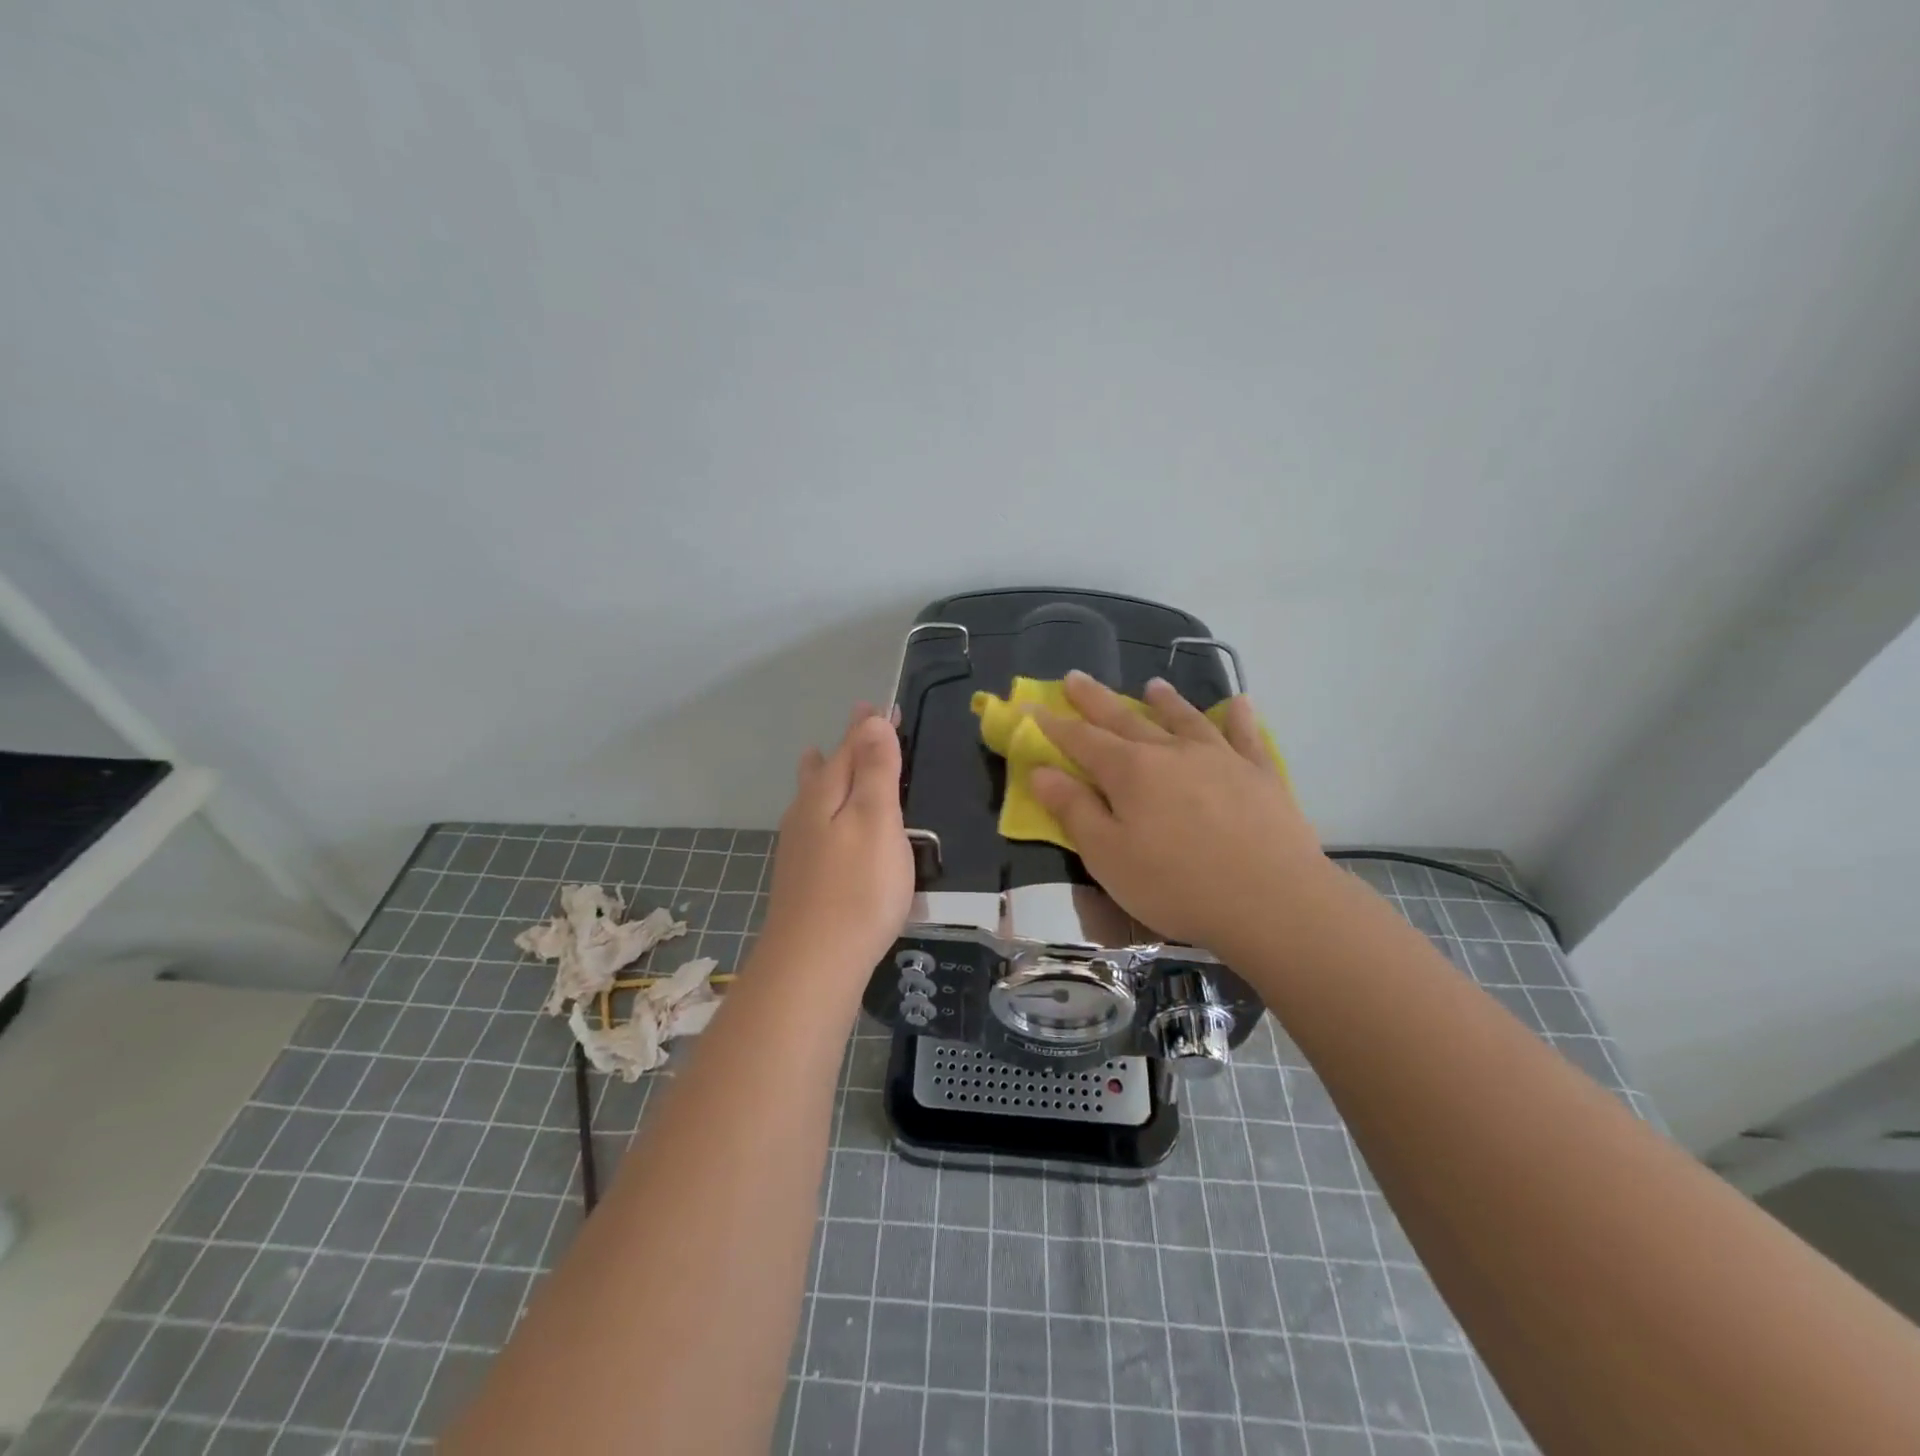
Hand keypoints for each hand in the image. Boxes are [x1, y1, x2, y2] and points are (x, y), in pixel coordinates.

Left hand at [761, 704, 914, 974]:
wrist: (813, 963)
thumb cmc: (858, 889)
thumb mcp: (877, 821)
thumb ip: (876, 771)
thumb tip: (871, 721)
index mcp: (827, 794)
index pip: (850, 747)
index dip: (868, 727)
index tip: (881, 706)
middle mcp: (806, 813)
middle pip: (826, 768)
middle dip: (844, 746)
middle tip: (858, 724)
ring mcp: (799, 847)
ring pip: (812, 796)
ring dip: (823, 773)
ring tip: (817, 757)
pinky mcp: (802, 877)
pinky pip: (813, 823)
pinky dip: (822, 808)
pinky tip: (820, 823)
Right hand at [1031, 671, 1333, 957]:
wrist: (1272, 899)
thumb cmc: (1177, 884)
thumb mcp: (1108, 856)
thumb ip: (1073, 810)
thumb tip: (1041, 771)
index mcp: (1129, 771)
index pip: (1081, 740)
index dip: (1053, 724)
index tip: (1032, 705)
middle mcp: (1171, 752)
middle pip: (1125, 718)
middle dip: (1096, 699)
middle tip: (1076, 677)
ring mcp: (1219, 758)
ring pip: (1184, 719)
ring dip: (1165, 701)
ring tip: (1152, 685)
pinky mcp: (1259, 774)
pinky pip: (1245, 736)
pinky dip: (1238, 717)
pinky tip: (1238, 703)